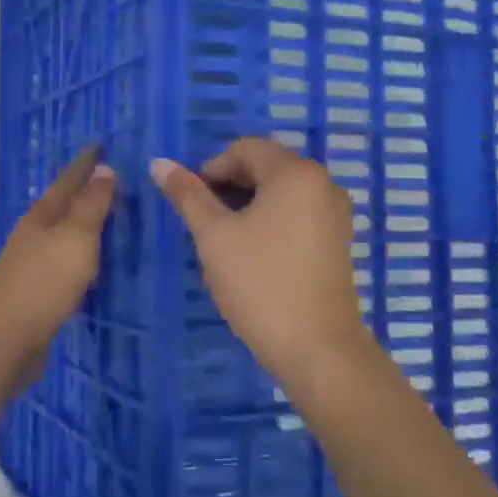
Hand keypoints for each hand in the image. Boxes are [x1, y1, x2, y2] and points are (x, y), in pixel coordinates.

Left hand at [0, 145, 116, 357]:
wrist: (6, 338)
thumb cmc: (44, 282)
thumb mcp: (75, 238)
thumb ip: (90, 205)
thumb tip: (104, 168)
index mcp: (43, 216)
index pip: (69, 179)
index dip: (86, 162)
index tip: (102, 143)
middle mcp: (35, 233)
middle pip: (62, 203)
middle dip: (84, 188)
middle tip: (112, 177)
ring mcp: (33, 262)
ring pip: (62, 232)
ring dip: (82, 221)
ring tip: (108, 215)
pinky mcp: (37, 289)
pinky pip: (64, 259)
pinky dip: (81, 252)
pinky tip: (91, 262)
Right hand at [149, 138, 373, 384]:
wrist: (316, 347)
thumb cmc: (260, 283)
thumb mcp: (214, 236)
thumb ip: (188, 194)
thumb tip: (159, 163)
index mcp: (296, 172)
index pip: (245, 149)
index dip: (211, 168)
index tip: (191, 203)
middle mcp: (323, 183)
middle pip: (266, 167)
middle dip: (229, 187)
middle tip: (204, 224)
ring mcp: (335, 213)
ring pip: (281, 193)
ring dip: (248, 206)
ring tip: (224, 242)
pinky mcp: (338, 240)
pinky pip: (297, 214)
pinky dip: (271, 222)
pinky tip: (253, 255)